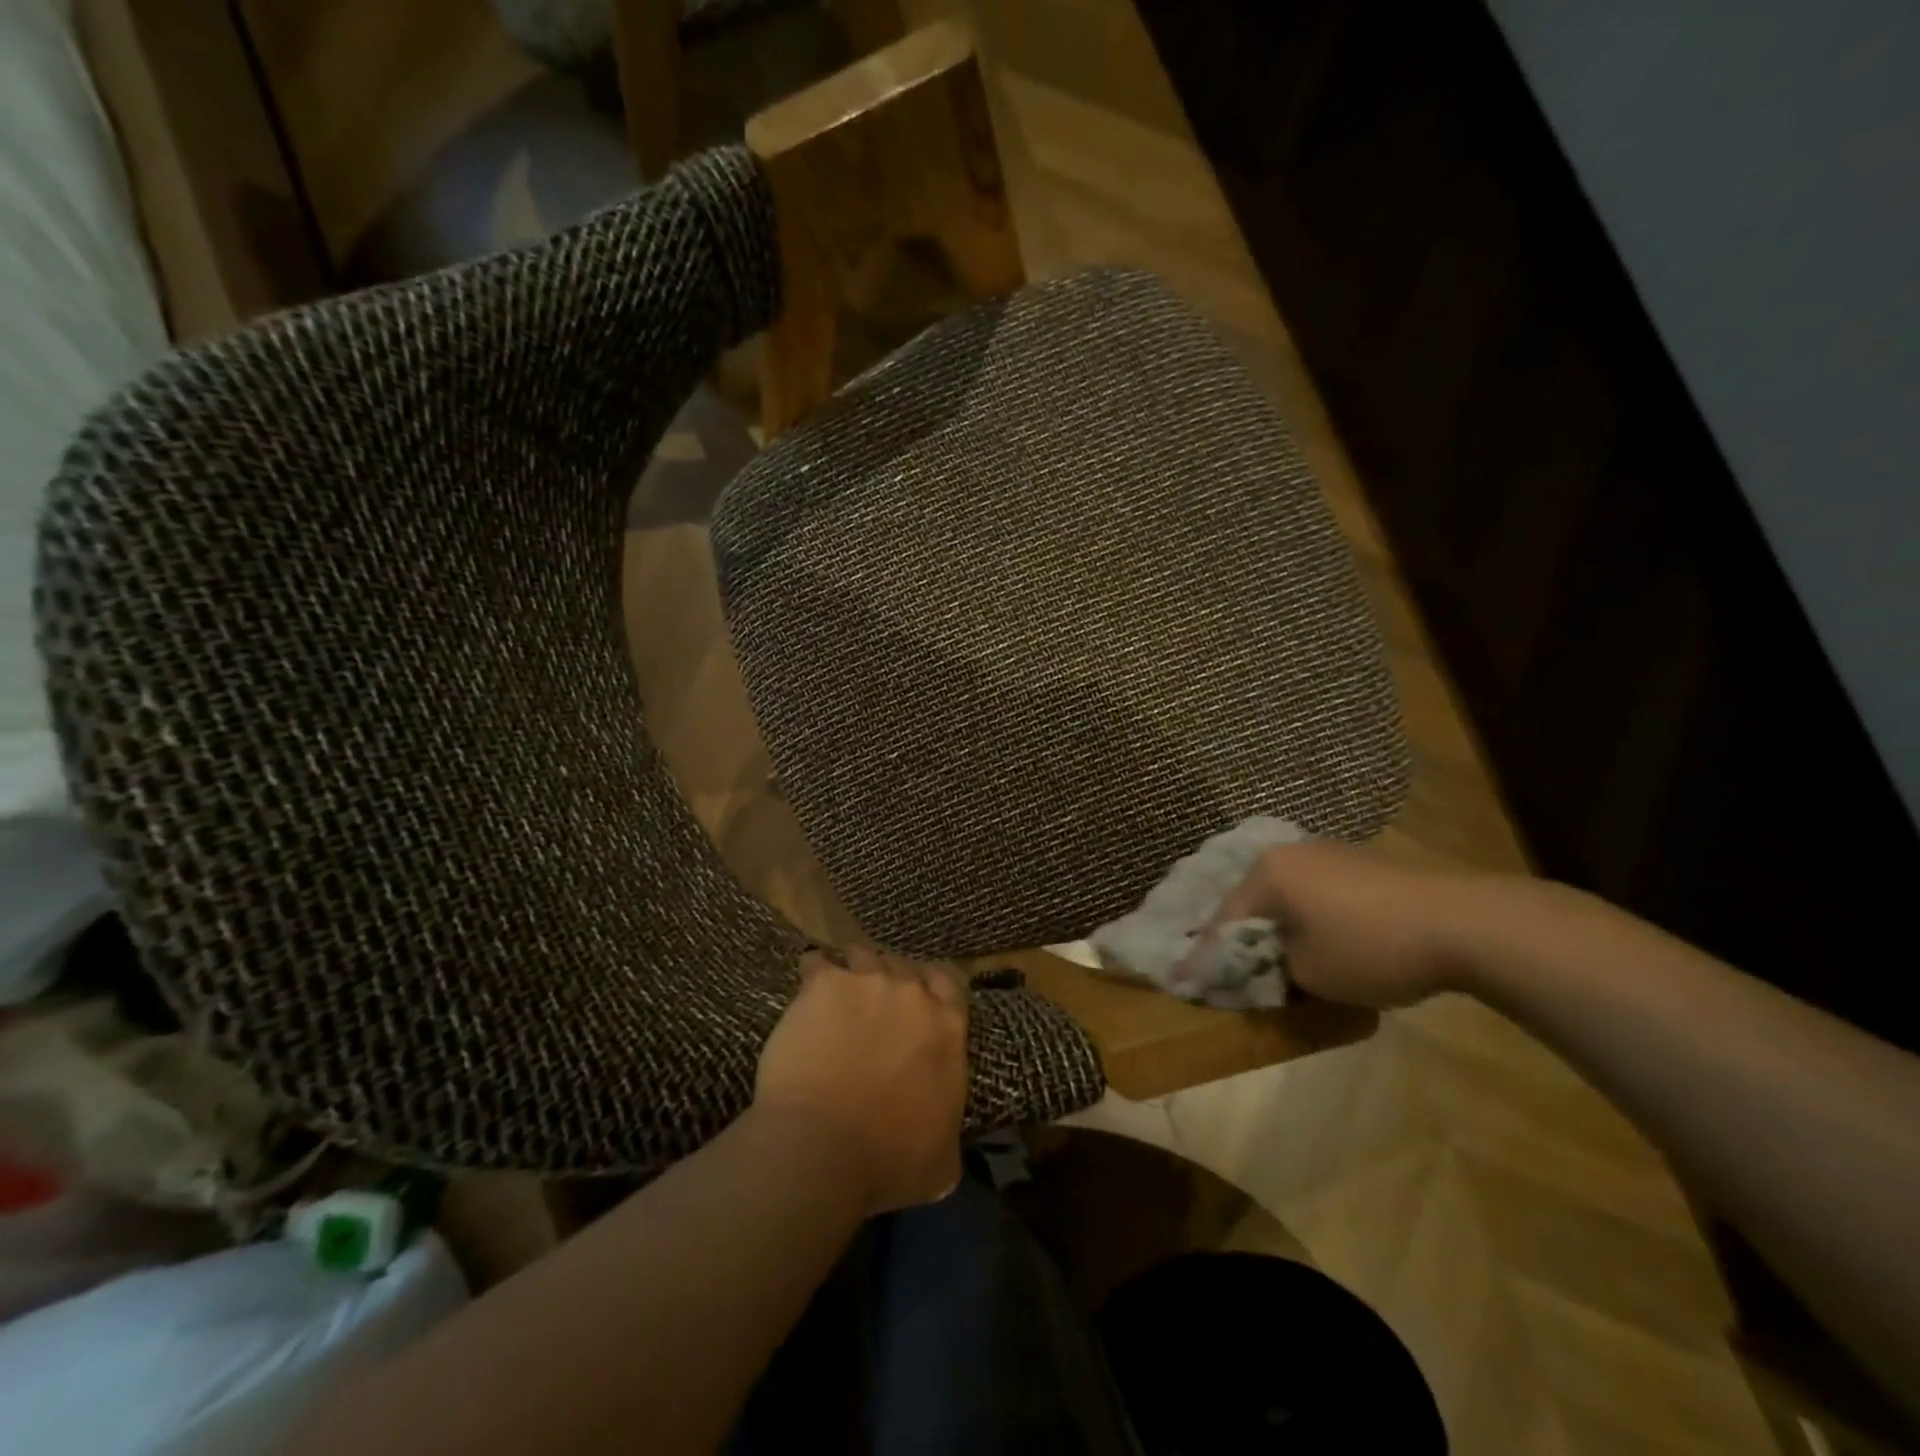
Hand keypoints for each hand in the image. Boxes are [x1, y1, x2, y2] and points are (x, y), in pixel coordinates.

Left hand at [755, 947, 968, 1215]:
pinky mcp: (825, 984)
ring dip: (853, 972)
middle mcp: (912, 993)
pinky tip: (803, 992)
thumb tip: (944, 1137)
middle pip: (903, 967)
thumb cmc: (888, 1161)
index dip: (930, 987)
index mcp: (948, 1027)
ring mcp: (868, 982)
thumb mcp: (942, 1160)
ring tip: (836, 994)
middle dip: (890, 981)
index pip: (948, 982)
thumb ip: (948, 1128)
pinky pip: (817, 963)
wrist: (822, 1149)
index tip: (915, 1001)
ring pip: (863, 956)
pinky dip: (813, 972)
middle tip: (871, 1005)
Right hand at [1185, 839, 1517, 1009]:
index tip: (1189, 983)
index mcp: (1268, 873)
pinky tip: (1317, 941)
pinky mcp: (1360, 863)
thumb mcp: (1308, 972)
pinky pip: (1315, 893)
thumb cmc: (1370, 947)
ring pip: (1285, 896)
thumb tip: (1264, 964)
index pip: (1224, 918)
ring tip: (1273, 959)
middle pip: (1252, 901)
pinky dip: (1306, 918)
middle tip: (1230, 970)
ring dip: (1276, 927)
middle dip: (1241, 937)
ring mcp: (1328, 853)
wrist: (1463, 923)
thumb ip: (1272, 968)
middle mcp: (1290, 853)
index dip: (1207, 956)